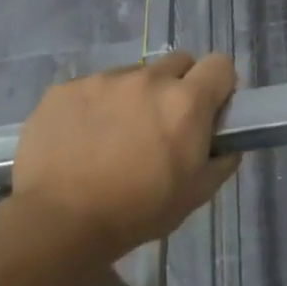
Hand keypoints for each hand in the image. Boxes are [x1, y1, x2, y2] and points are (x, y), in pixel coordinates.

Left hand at [9, 52, 239, 260]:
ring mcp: (103, 80)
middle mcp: (148, 79)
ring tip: (114, 137)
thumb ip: (221, 161)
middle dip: (178, 85)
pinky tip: (81, 140)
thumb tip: (227, 145)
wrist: (59, 223)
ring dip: (134, 97)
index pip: (220, 64)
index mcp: (186, 101)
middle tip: (164, 123)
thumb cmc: (138, 211)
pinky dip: (94, 108)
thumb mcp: (197, 194)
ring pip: (132, 76)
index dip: (219, 85)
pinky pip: (91, 89)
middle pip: (178, 62)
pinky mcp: (65, 90)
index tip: (210, 109)